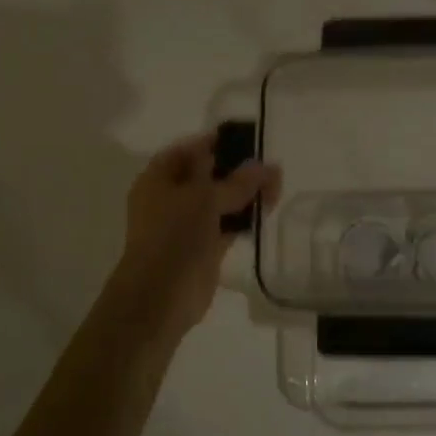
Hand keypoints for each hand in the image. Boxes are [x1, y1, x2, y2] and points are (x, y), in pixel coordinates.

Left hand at [107, 131, 278, 344]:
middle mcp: (170, 199)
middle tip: (269, 167)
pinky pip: (227, 225)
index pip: (187, 151)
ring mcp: (187, 225)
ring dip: (246, 195)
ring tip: (277, 187)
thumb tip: (267, 166)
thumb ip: (237, 182)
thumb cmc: (173, 236)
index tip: (245, 140)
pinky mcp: (204, 248)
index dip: (214, 143)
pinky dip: (245, 219)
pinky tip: (267, 210)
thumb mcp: (205, 199)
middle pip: (207, 176)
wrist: (160, 296)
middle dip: (238, 170)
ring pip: (220, 202)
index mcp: (158, 179)